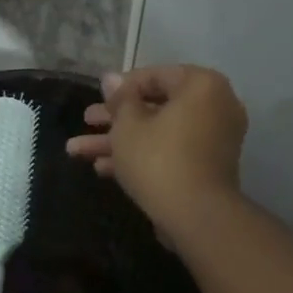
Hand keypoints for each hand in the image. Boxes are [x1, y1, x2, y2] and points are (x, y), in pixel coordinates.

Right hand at [65, 65, 247, 230]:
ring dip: (119, 142)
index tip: (97, 99)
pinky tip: (103, 169)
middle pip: (155, 108)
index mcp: (202, 86)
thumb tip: (111, 78)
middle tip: (86, 121)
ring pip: (158, 134)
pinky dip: (142, 158)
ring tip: (77, 151)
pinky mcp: (205, 169)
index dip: (121, 87)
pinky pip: (170, 153)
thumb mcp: (128, 126)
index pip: (156, 76)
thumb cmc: (159, 159)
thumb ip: (119, 99)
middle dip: (114, 119)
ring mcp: (213, 141)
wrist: (195, 216)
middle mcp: (215, 107)